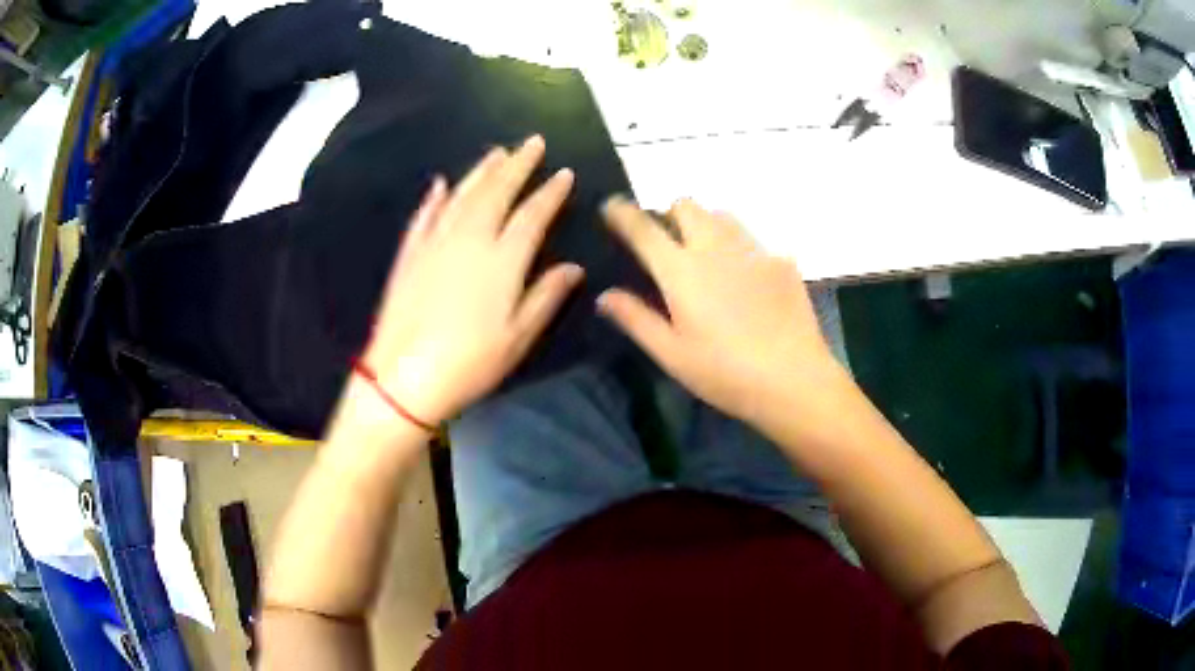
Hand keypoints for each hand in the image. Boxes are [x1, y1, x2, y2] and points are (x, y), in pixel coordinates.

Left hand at [361, 136, 582, 425]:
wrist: (403, 378)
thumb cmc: (470, 364)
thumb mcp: (518, 337)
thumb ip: (546, 296)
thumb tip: (573, 268)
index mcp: (502, 259)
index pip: (533, 214)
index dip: (550, 192)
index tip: (564, 173)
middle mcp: (470, 239)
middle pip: (497, 191)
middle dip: (518, 164)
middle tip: (533, 142)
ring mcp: (435, 243)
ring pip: (462, 195)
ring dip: (481, 171)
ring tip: (496, 152)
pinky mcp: (410, 254)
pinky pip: (425, 216)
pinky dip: (435, 198)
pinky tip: (441, 184)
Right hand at [598, 197, 851, 431]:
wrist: (793, 379)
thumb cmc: (724, 373)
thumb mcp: (671, 354)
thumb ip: (636, 319)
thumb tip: (605, 295)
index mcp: (681, 270)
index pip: (643, 228)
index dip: (622, 213)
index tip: (612, 206)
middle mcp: (715, 247)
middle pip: (686, 206)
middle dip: (670, 215)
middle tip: (668, 243)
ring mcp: (753, 250)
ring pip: (722, 216)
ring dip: (706, 226)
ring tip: (708, 256)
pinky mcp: (782, 262)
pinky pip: (753, 241)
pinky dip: (740, 250)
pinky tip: (748, 282)